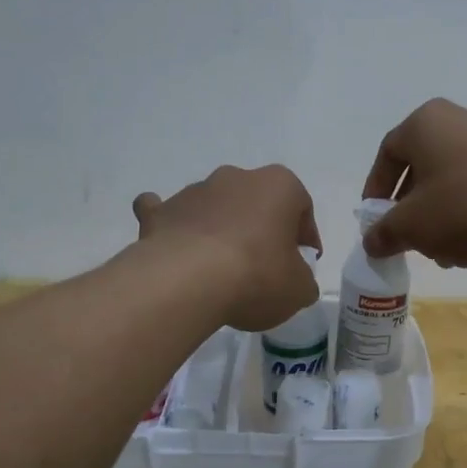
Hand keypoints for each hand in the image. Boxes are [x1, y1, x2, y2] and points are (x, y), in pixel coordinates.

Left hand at [133, 165, 321, 330]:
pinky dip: (173, 225)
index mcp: (279, 185)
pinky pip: (168, 213)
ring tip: (221, 268)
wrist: (187, 282)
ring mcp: (195, 191)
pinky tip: (176, 246)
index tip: (302, 264)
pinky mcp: (161, 212)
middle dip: (261, 229)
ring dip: (221, 228)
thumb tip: (294, 280)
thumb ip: (303, 280)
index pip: (301, 207)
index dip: (305, 238)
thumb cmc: (257, 276)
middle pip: (256, 202)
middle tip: (264, 265)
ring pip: (215, 206)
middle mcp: (237, 178)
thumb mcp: (299, 289)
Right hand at [361, 99, 466, 267]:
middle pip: (424, 166)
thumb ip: (384, 232)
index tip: (375, 220)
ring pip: (455, 179)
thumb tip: (371, 242)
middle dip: (412, 207)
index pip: (389, 153)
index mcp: (427, 122)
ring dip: (442, 214)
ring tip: (444, 251)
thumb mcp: (412, 226)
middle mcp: (462, 119)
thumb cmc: (464, 208)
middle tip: (409, 238)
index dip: (376, 189)